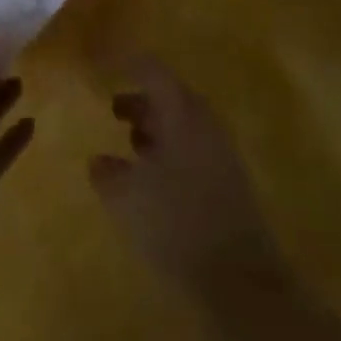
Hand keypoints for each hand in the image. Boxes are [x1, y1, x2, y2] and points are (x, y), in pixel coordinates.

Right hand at [89, 57, 285, 294]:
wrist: (241, 279)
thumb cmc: (177, 223)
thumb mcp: (128, 199)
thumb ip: (107, 174)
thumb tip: (98, 161)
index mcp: (180, 111)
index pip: (150, 68)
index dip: (124, 61)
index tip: (101, 62)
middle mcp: (203, 120)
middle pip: (169, 93)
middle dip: (140, 97)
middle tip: (113, 109)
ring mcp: (220, 149)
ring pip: (182, 121)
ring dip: (155, 125)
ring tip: (131, 143)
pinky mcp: (229, 178)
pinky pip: (193, 146)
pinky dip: (170, 148)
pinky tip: (155, 177)